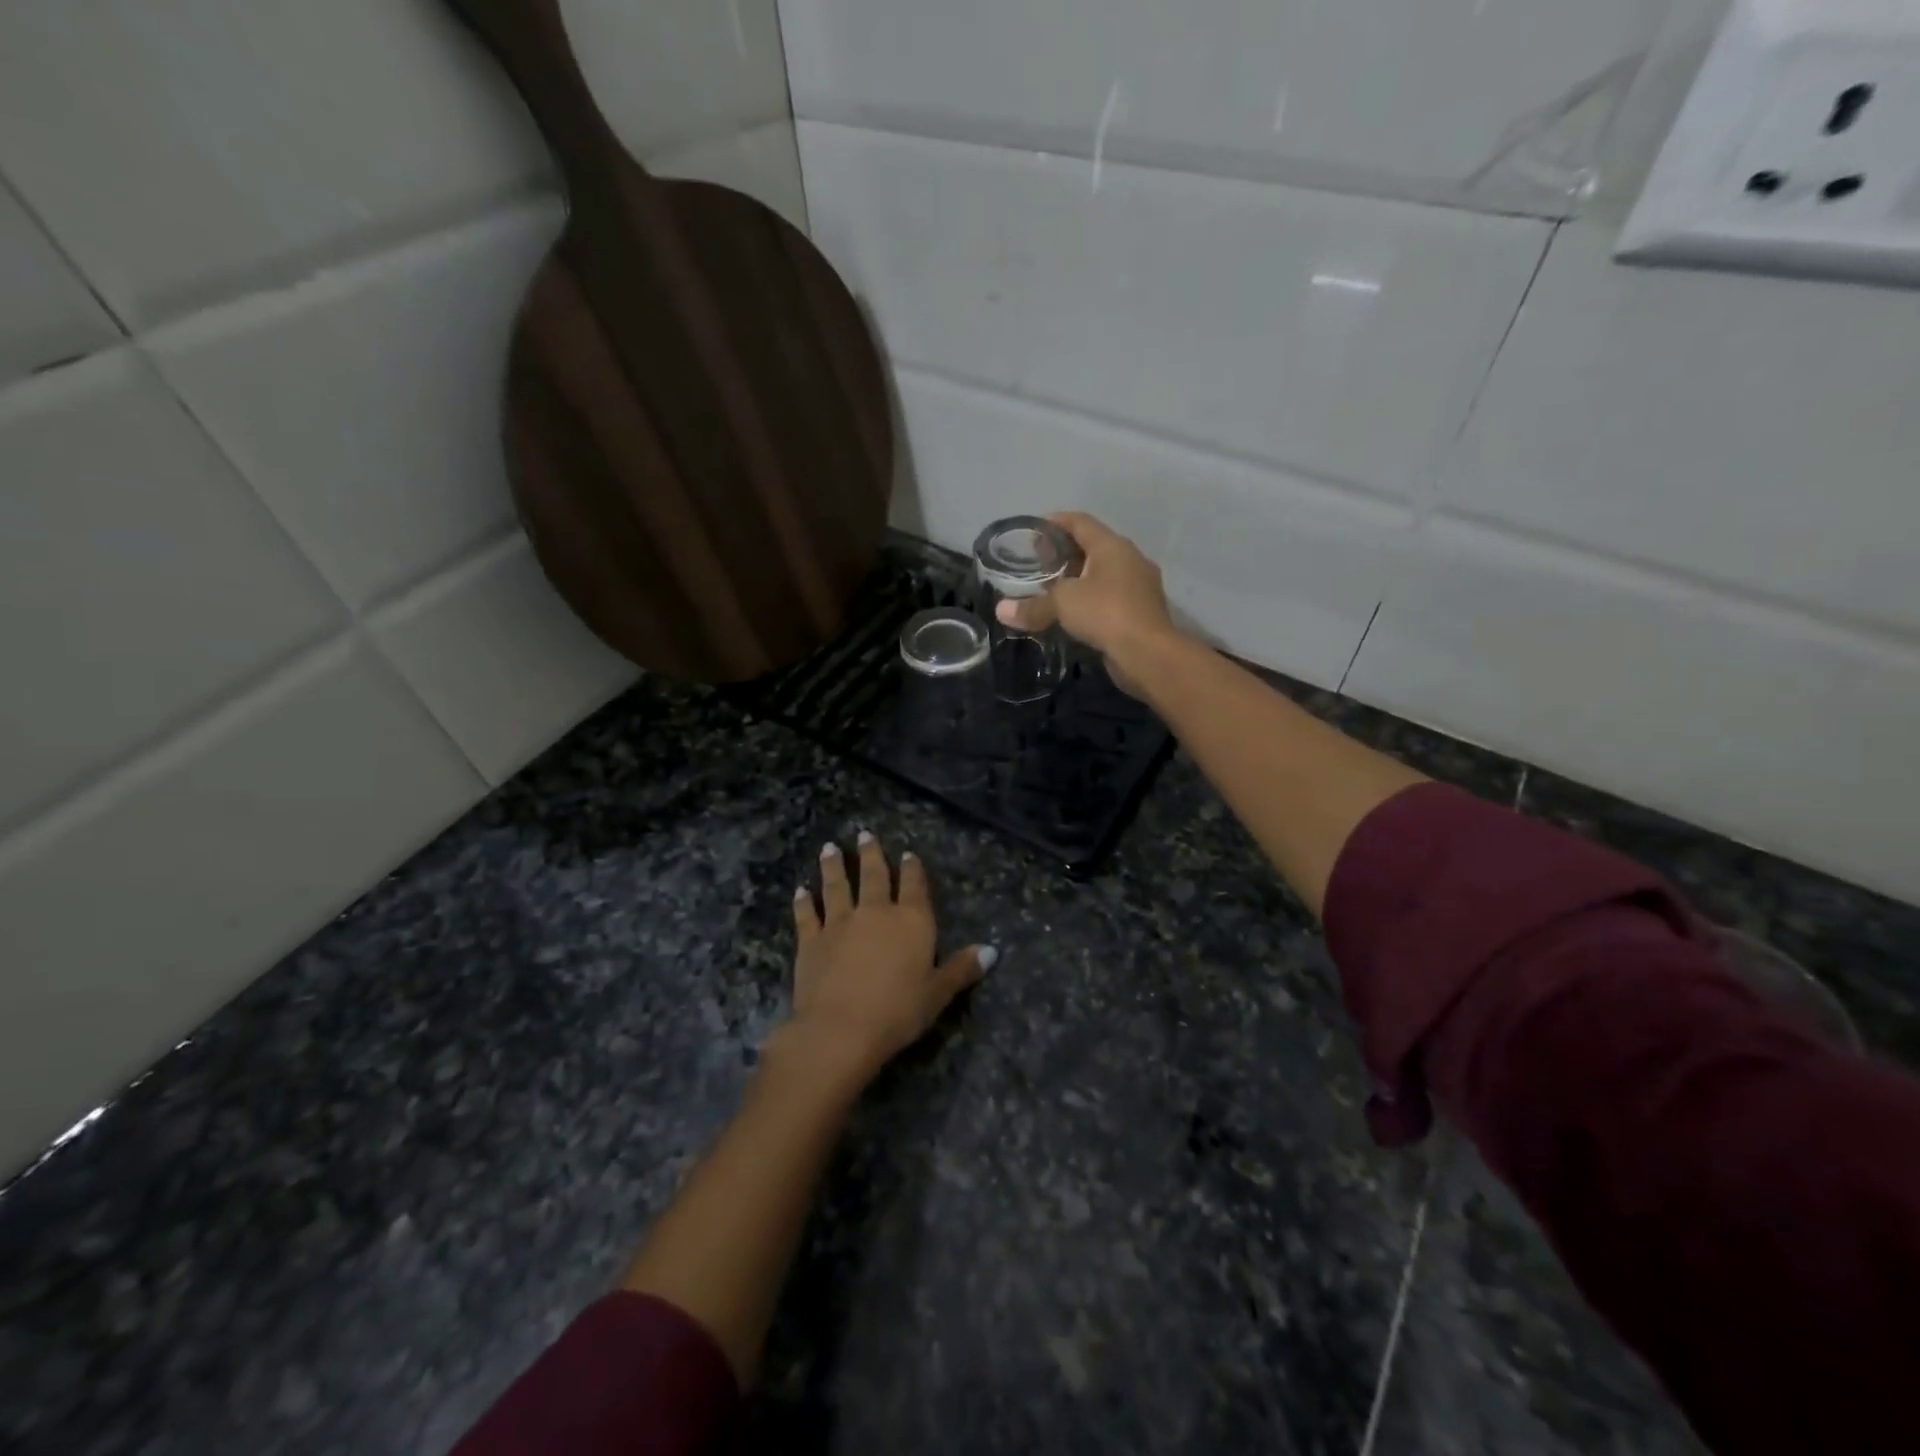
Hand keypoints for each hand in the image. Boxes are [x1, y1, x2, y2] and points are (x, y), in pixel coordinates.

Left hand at [786, 832, 993, 1081]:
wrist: (841, 1029)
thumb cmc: (898, 1012)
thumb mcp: (937, 993)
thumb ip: (961, 969)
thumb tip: (992, 950)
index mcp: (911, 921)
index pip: (914, 886)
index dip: (912, 868)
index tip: (908, 853)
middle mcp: (875, 912)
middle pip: (874, 876)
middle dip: (870, 854)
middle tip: (864, 834)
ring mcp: (839, 923)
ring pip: (837, 886)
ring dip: (833, 867)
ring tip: (829, 848)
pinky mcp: (811, 940)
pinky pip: (807, 915)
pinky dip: (804, 901)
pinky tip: (801, 890)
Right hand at [995, 512, 1182, 687]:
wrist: (1148, 654)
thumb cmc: (1105, 613)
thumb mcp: (1062, 604)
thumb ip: (1032, 606)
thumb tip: (1001, 611)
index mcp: (1112, 546)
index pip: (1080, 522)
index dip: (1055, 522)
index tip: (1033, 532)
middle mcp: (1129, 559)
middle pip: (1092, 547)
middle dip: (1063, 553)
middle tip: (1037, 564)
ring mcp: (1138, 586)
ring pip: (1102, 574)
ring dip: (1077, 579)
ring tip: (1050, 590)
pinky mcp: (1140, 611)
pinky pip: (1109, 597)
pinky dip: (1089, 600)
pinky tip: (1072, 614)